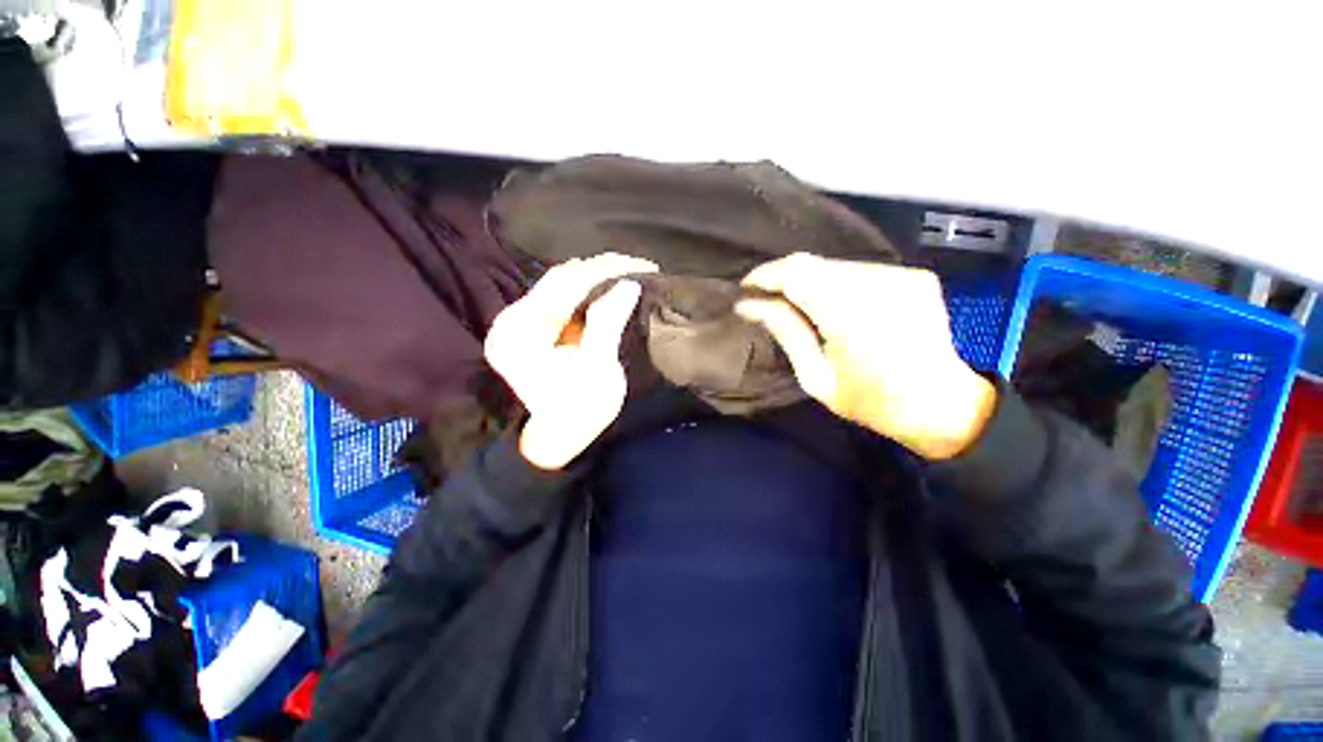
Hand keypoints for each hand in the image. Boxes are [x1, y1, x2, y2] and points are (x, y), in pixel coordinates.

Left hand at [485, 253, 658, 469]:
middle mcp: (512, 320)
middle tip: (639, 267)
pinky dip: (587, 290)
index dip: (605, 270)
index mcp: (522, 333)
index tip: (641, 266)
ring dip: (595, 277)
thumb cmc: (580, 410)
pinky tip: (608, 287)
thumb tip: (628, 285)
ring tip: (629, 274)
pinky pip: (561, 296)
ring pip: (560, 284)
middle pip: (560, 279)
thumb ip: (608, 324)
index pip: (565, 285)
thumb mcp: (598, 370)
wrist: (560, 435)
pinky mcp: (531, 325)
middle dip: (602, 270)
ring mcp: (519, 321)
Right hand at [737, 253, 996, 459]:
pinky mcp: (912, 275)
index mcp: (849, 314)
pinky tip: (831, 304)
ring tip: (795, 304)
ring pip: (833, 263)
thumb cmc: (872, 401)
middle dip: (782, 277)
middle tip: (764, 298)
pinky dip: (835, 282)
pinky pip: (857, 269)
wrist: (943, 404)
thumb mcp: (816, 377)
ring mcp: (899, 275)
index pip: (795, 274)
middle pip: (812, 263)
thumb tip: (748, 305)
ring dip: (808, 280)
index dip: (765, 275)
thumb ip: (785, 331)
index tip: (745, 288)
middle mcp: (877, 283)